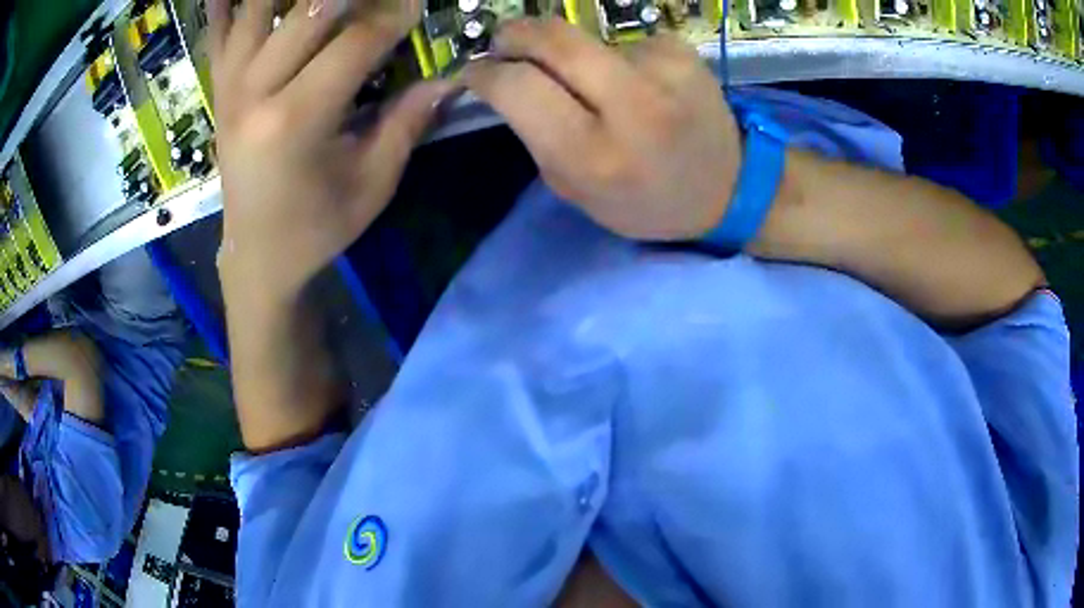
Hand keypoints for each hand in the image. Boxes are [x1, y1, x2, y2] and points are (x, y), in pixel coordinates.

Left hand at [209, 0, 454, 306]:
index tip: (419, 3)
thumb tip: (447, 79)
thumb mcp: (371, 183)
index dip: (395, 15)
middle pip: (308, 9)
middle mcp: (255, 93)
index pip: (355, 41)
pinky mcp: (218, 91)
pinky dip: (225, 4)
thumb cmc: (316, 226)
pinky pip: (217, 33)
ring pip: (256, 9)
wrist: (256, 256)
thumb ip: (407, 122)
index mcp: (296, 120)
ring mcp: (229, 88)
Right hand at [464, 19, 739, 240]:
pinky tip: (638, 82)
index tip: (476, 72)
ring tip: (593, 84)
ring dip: (571, 54)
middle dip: (514, 34)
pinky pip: (622, 41)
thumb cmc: (645, 201)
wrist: (730, 186)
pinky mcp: (681, 50)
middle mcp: (631, 105)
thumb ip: (535, 137)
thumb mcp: (577, 191)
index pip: (519, 87)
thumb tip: (503, 81)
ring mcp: (663, 69)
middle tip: (503, 43)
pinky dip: (615, 57)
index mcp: (595, 155)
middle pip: (551, 39)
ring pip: (585, 39)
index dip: (486, 73)